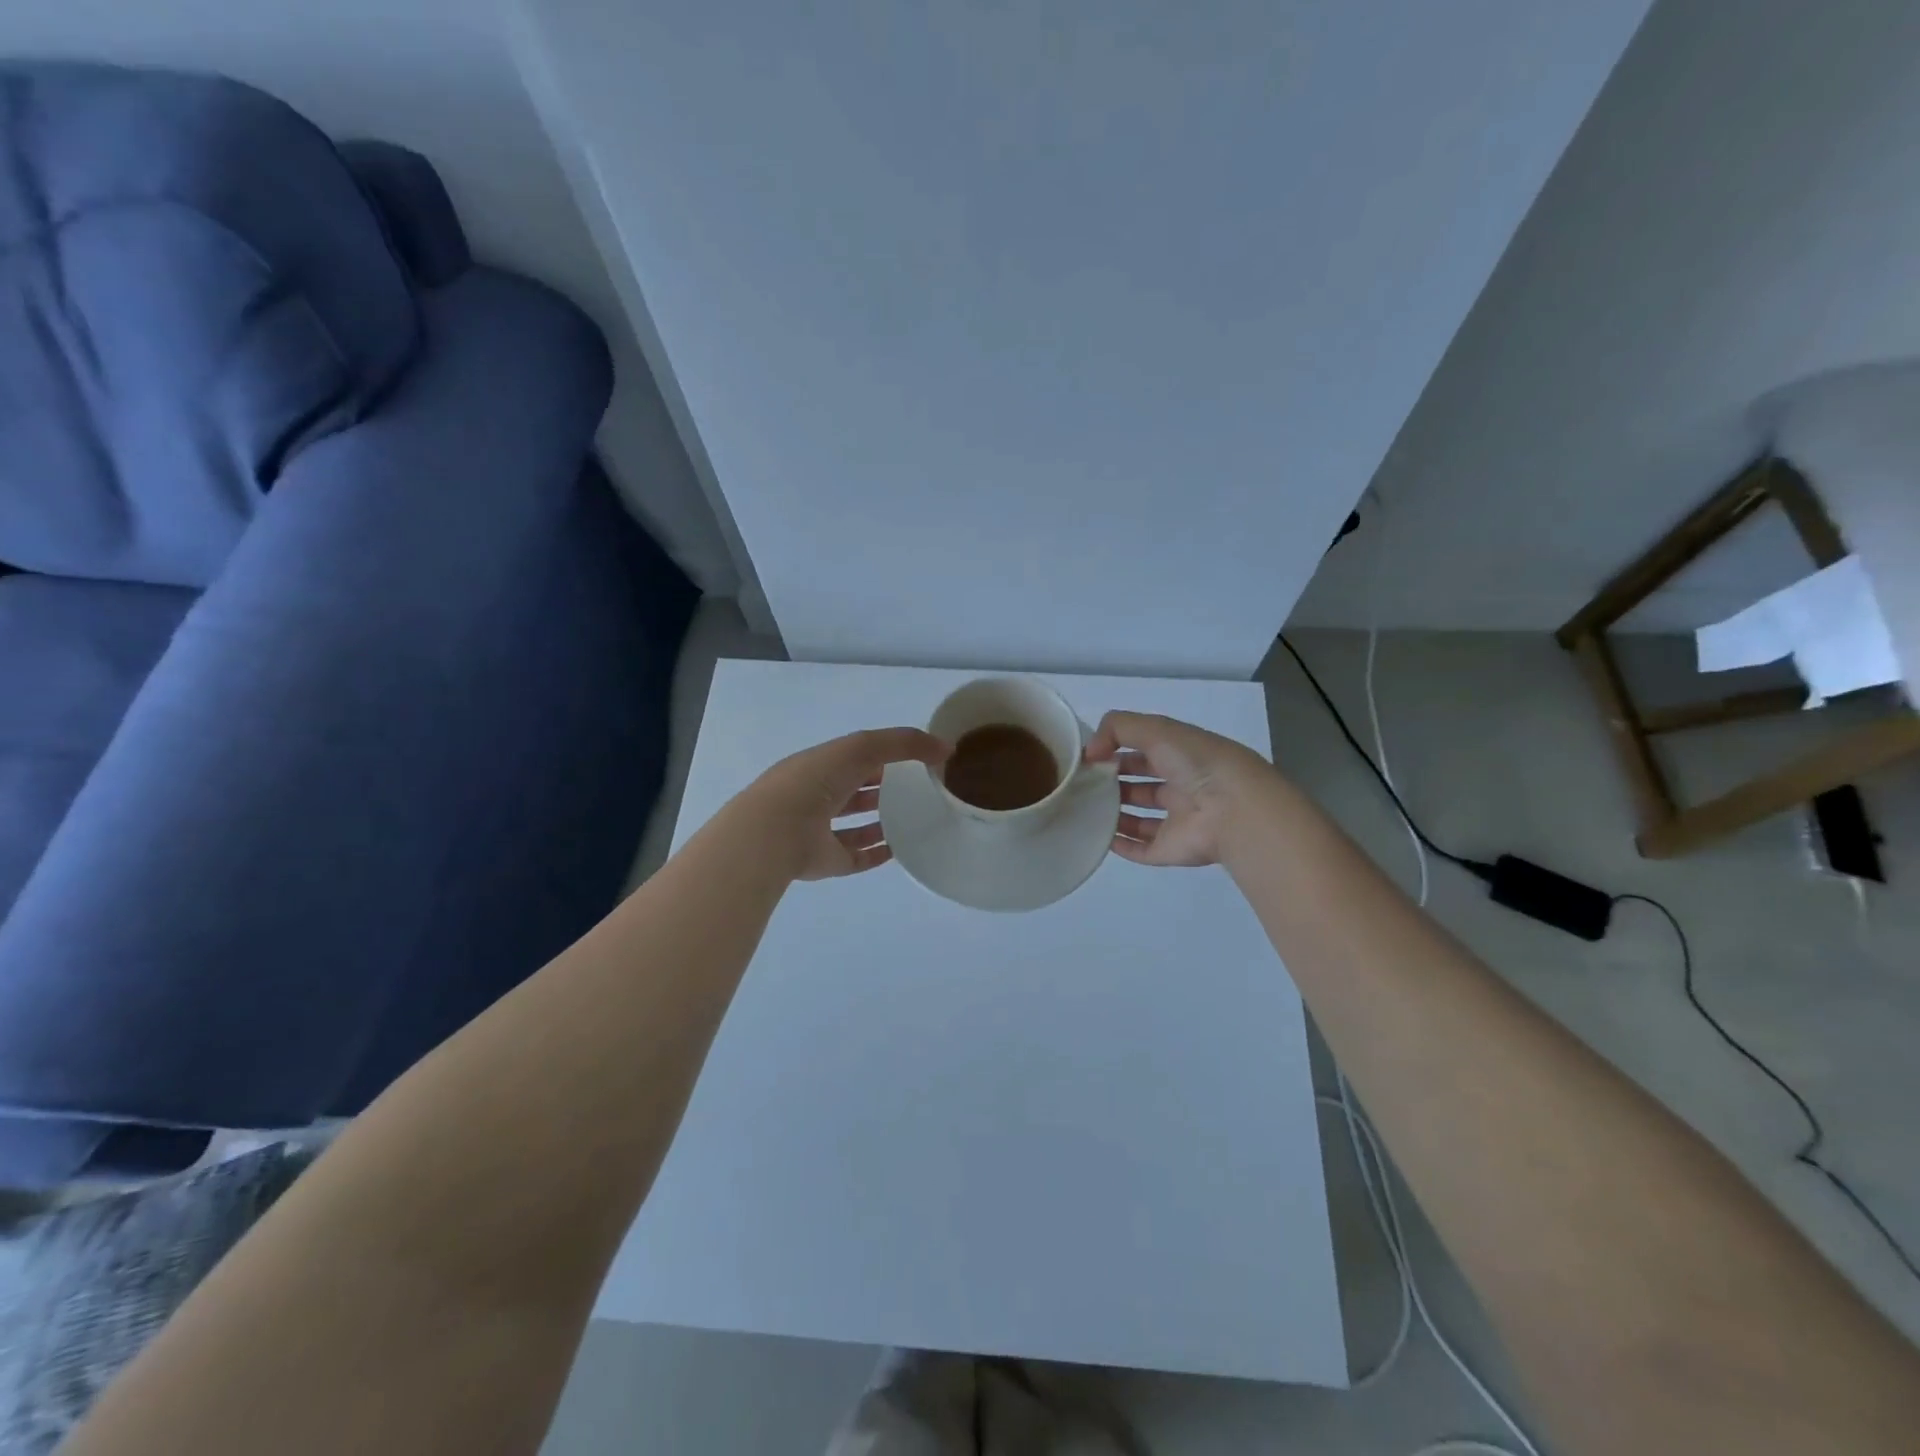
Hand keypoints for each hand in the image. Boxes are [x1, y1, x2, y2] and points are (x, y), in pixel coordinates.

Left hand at [742, 728, 948, 881]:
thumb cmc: (816, 781)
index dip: (885, 755)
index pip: (856, 757)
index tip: (918, 759)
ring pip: (856, 825)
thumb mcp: (862, 747)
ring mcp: (821, 831)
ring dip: (881, 821)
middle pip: (856, 791)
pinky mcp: (828, 861)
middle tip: (920, 790)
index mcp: (821, 765)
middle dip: (883, 788)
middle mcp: (818, 796)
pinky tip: (901, 849)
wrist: (776, 831)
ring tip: (915, 820)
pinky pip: (857, 857)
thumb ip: (904, 743)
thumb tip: (946, 748)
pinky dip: (877, 853)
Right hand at [1083, 711, 1272, 866]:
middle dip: (1112, 781)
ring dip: (1113, 812)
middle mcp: (1180, 786)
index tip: (1088, 755)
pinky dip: (1119, 844)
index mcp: (1182, 755)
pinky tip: (1096, 835)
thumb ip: (1117, 728)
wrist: (1233, 809)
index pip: (1144, 749)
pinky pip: (1140, 849)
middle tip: (1080, 782)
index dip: (1116, 749)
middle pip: (1140, 784)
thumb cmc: (1196, 763)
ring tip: (1082, 807)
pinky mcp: (1170, 850)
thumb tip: (1090, 752)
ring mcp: (1176, 821)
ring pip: (1139, 817)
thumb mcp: (1156, 729)